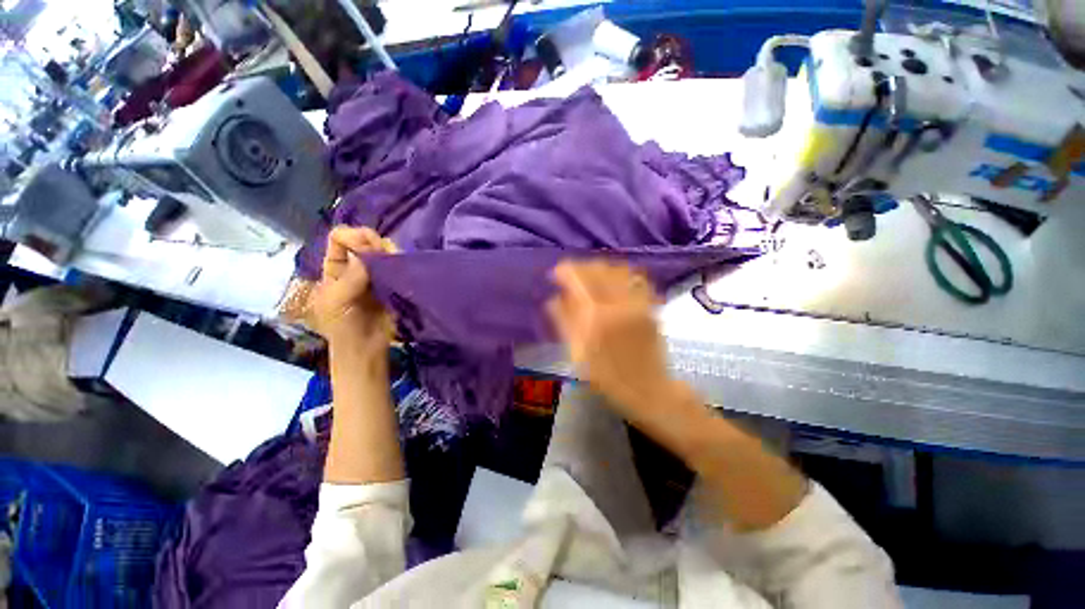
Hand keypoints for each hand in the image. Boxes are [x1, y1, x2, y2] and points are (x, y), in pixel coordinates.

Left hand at [310, 227, 393, 356]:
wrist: (366, 347)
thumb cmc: (343, 326)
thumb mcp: (336, 301)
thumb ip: (351, 276)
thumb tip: (371, 252)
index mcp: (335, 267)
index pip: (339, 238)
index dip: (353, 237)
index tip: (367, 251)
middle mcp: (355, 266)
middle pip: (365, 240)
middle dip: (375, 243)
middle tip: (385, 257)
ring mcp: (376, 274)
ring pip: (384, 251)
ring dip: (391, 253)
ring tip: (396, 263)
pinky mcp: (393, 282)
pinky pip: (398, 266)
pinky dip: (401, 263)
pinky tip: (403, 268)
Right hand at [546, 260, 679, 423]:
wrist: (647, 388)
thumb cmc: (607, 376)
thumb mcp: (577, 354)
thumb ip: (564, 322)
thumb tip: (554, 299)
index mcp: (595, 316)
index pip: (578, 279)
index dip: (565, 270)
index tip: (556, 274)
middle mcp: (617, 303)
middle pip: (598, 269)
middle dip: (581, 267)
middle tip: (571, 276)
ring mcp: (637, 303)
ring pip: (618, 270)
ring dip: (601, 268)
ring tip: (591, 277)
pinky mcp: (650, 306)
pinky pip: (636, 279)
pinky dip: (622, 274)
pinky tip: (614, 281)